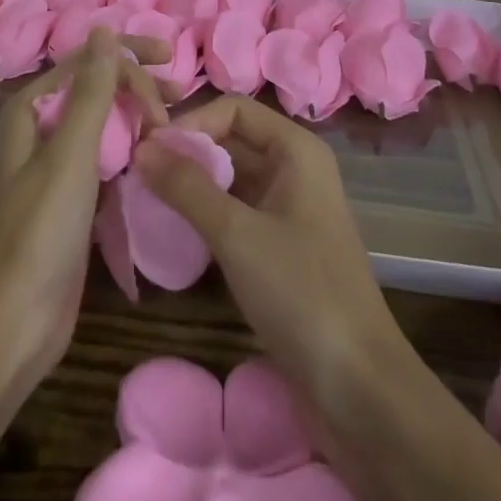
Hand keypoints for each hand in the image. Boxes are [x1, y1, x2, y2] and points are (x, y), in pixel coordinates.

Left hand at [0, 28, 168, 384]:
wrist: (12, 326)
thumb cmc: (40, 232)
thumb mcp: (69, 154)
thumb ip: (90, 90)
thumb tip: (102, 28)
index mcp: (35, 111)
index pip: (87, 62)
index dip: (129, 57)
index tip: (170, 67)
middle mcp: (44, 132)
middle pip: (96, 90)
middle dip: (137, 85)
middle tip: (179, 95)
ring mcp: (58, 170)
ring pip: (104, 127)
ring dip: (137, 119)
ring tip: (175, 125)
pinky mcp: (74, 205)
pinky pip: (108, 163)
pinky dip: (133, 156)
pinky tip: (158, 162)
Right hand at [132, 94, 402, 391]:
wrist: (361, 390)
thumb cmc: (302, 294)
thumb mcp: (237, 235)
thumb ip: (187, 187)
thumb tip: (140, 148)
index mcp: (295, 149)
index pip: (232, 109)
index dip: (191, 122)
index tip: (149, 152)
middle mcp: (294, 168)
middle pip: (230, 140)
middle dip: (186, 154)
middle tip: (138, 176)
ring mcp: (288, 209)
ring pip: (230, 179)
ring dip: (191, 186)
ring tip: (147, 201)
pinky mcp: (281, 247)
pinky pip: (236, 213)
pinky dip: (205, 215)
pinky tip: (175, 233)